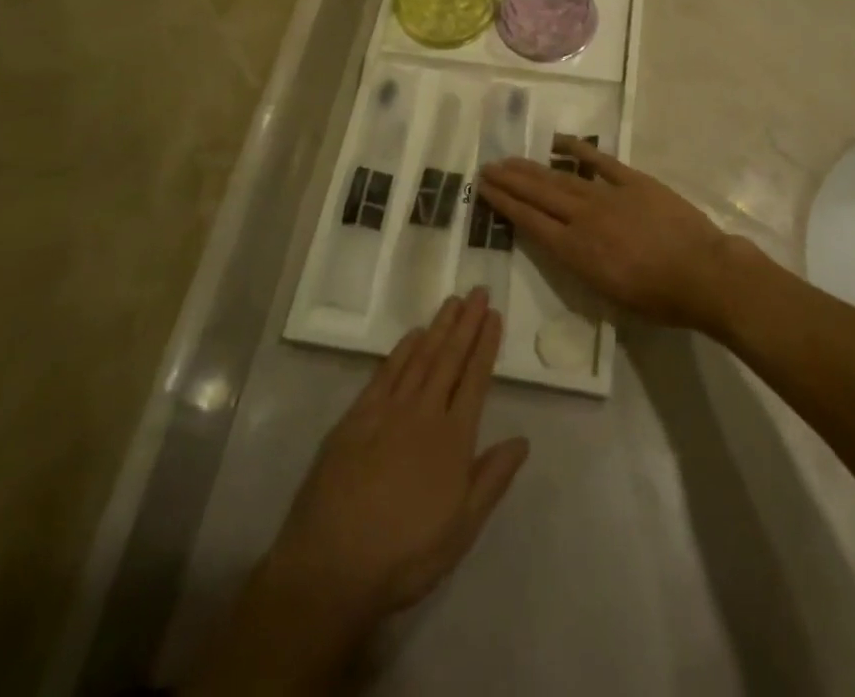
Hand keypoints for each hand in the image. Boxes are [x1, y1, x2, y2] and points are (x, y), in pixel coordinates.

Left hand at [260, 291, 528, 632]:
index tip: (494, 315)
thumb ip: (492, 479)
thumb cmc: (405, 554)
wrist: (332, 563)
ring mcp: (388, 411)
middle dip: (466, 323)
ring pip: (420, 357)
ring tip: (452, 301)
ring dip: (438, 327)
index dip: (486, 345)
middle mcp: (424, 413)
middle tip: (478, 291)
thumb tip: (522, 440)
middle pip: (449, 358)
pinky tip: (412, 335)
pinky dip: (402, 351)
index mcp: (453, 439)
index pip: (475, 379)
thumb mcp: (462, 528)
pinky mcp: (357, 416)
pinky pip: (385, 373)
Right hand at [479, 136, 740, 332]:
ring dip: (533, 168)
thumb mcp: (610, 296)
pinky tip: (557, 142)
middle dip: (510, 181)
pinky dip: (578, 150)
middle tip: (487, 168)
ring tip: (510, 159)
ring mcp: (609, 194)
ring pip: (561, 177)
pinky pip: (600, 161)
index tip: (484, 190)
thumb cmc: (659, 299)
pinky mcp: (633, 181)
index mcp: (576, 251)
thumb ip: (580, 265)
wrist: (704, 274)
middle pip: (539, 195)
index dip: (505, 204)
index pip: (531, 222)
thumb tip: (563, 244)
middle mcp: (584, 218)